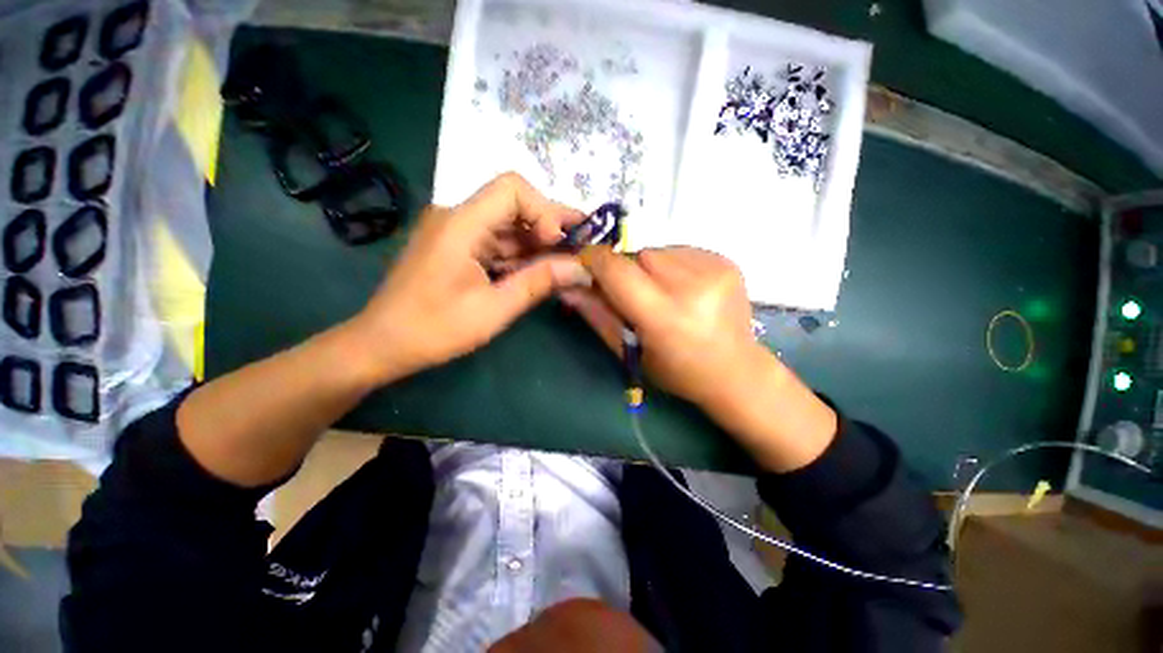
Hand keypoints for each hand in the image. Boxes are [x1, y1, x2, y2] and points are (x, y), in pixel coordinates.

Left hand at [350, 173, 590, 383]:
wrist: (383, 344)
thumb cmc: (435, 329)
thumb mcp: (494, 309)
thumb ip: (539, 282)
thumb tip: (581, 268)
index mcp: (461, 223)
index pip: (512, 188)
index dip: (544, 209)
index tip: (560, 242)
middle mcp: (457, 217)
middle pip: (513, 204)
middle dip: (549, 225)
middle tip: (581, 245)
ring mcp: (456, 232)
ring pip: (507, 225)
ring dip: (537, 243)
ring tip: (567, 261)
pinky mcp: (457, 247)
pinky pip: (496, 242)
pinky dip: (520, 254)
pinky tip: (539, 270)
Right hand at [559, 246, 763, 410]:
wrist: (737, 371)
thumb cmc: (678, 372)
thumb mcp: (631, 352)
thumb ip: (598, 316)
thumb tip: (568, 286)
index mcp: (665, 316)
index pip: (616, 269)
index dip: (594, 261)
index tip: (585, 267)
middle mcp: (692, 286)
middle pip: (637, 255)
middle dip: (626, 271)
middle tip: (635, 297)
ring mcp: (714, 269)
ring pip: (657, 250)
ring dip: (649, 267)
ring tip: (663, 294)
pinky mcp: (726, 260)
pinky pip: (680, 250)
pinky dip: (671, 265)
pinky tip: (683, 289)